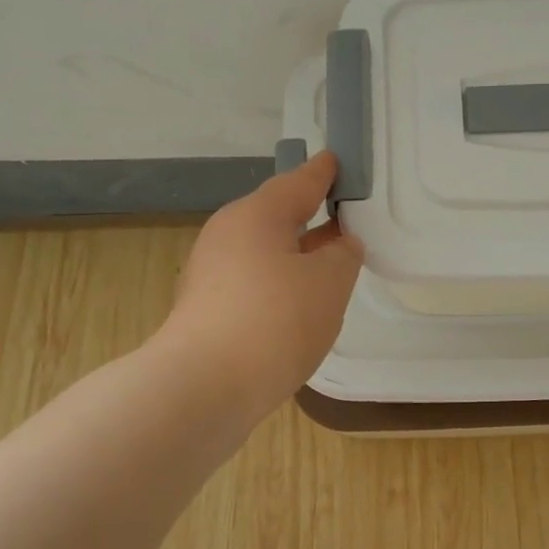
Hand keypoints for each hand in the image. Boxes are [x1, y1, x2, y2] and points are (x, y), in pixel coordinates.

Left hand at [161, 152, 364, 418]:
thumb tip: (338, 245)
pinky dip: (279, 284)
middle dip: (310, 216)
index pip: (299, 182)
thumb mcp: (329, 283)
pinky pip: (253, 282)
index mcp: (257, 214)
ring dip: (296, 255)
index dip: (324, 172)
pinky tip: (298, 304)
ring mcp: (211, 273)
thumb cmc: (275, 321)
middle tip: (344, 216)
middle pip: (276, 216)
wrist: (204, 388)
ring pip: (264, 252)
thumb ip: (342, 256)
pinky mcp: (206, 309)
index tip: (337, 161)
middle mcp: (227, 235)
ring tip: (329, 263)